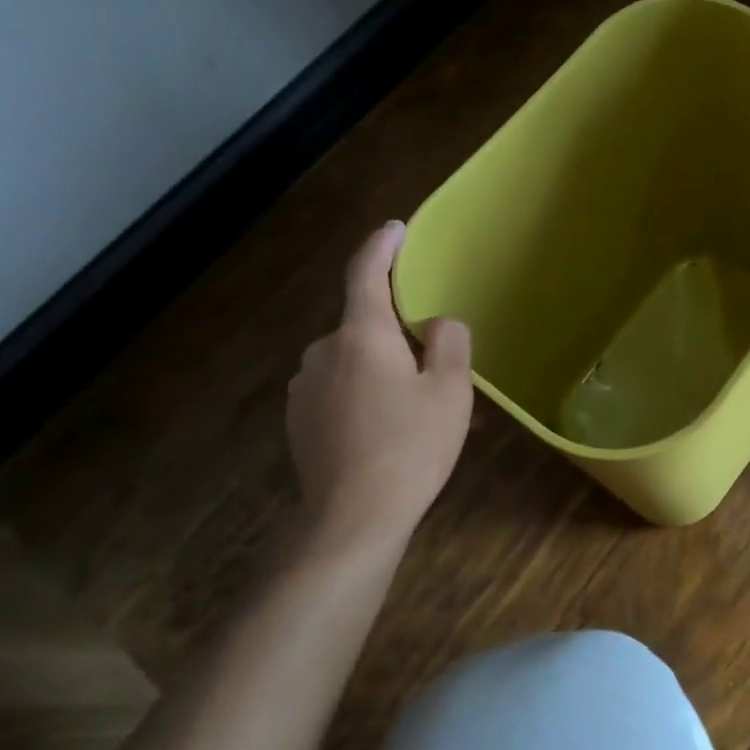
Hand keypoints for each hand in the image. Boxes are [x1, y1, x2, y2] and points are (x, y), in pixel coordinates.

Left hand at [286, 221, 472, 554]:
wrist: (351, 520)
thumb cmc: (409, 448)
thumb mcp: (450, 391)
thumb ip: (449, 342)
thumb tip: (437, 323)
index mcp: (361, 336)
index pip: (365, 273)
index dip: (381, 246)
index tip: (396, 229)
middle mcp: (323, 352)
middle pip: (364, 324)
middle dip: (397, 334)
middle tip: (435, 367)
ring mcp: (304, 388)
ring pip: (353, 360)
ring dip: (382, 369)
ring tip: (416, 409)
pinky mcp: (299, 419)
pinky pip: (339, 389)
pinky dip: (364, 394)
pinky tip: (387, 431)